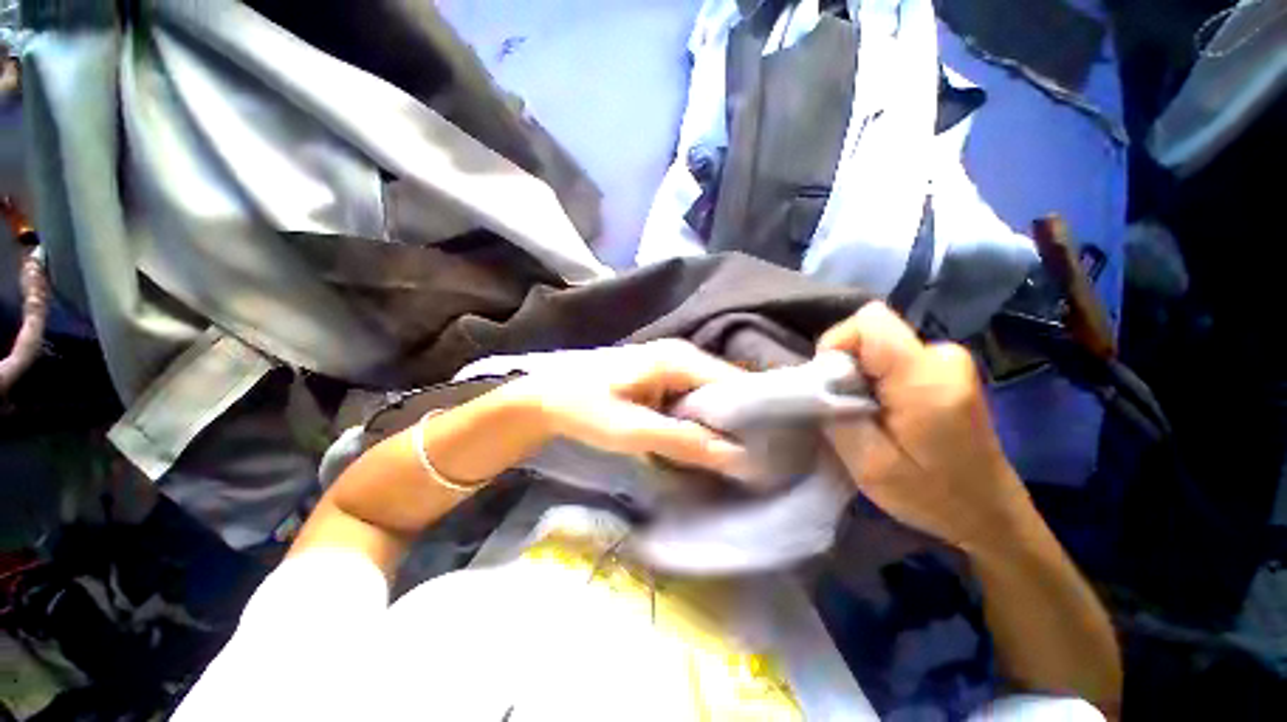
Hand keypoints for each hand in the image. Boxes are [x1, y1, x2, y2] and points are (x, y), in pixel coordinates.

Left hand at [504, 340, 749, 475]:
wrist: (545, 398)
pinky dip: (701, 418)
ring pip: (710, 393)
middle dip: (738, 419)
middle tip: (754, 457)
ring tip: (736, 453)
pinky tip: (704, 440)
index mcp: (678, 359)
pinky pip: (693, 397)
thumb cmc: (583, 408)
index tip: (767, 448)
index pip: (733, 382)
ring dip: (720, 421)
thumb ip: (683, 441)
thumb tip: (736, 456)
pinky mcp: (662, 377)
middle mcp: (681, 354)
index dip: (752, 413)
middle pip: (725, 386)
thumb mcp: (631, 430)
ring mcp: (671, 363)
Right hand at [820, 303, 1029, 551]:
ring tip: (867, 414)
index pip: (869, 323)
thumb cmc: (931, 495)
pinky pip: (891, 355)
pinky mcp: (945, 367)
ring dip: (860, 374)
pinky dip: (875, 377)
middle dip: (846, 365)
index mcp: (926, 379)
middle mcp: (942, 356)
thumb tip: (815, 381)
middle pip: (870, 333)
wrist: (989, 511)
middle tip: (849, 409)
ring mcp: (948, 359)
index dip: (837, 344)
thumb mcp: (869, 465)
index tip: (830, 383)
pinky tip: (884, 410)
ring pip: (877, 344)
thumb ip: (835, 415)